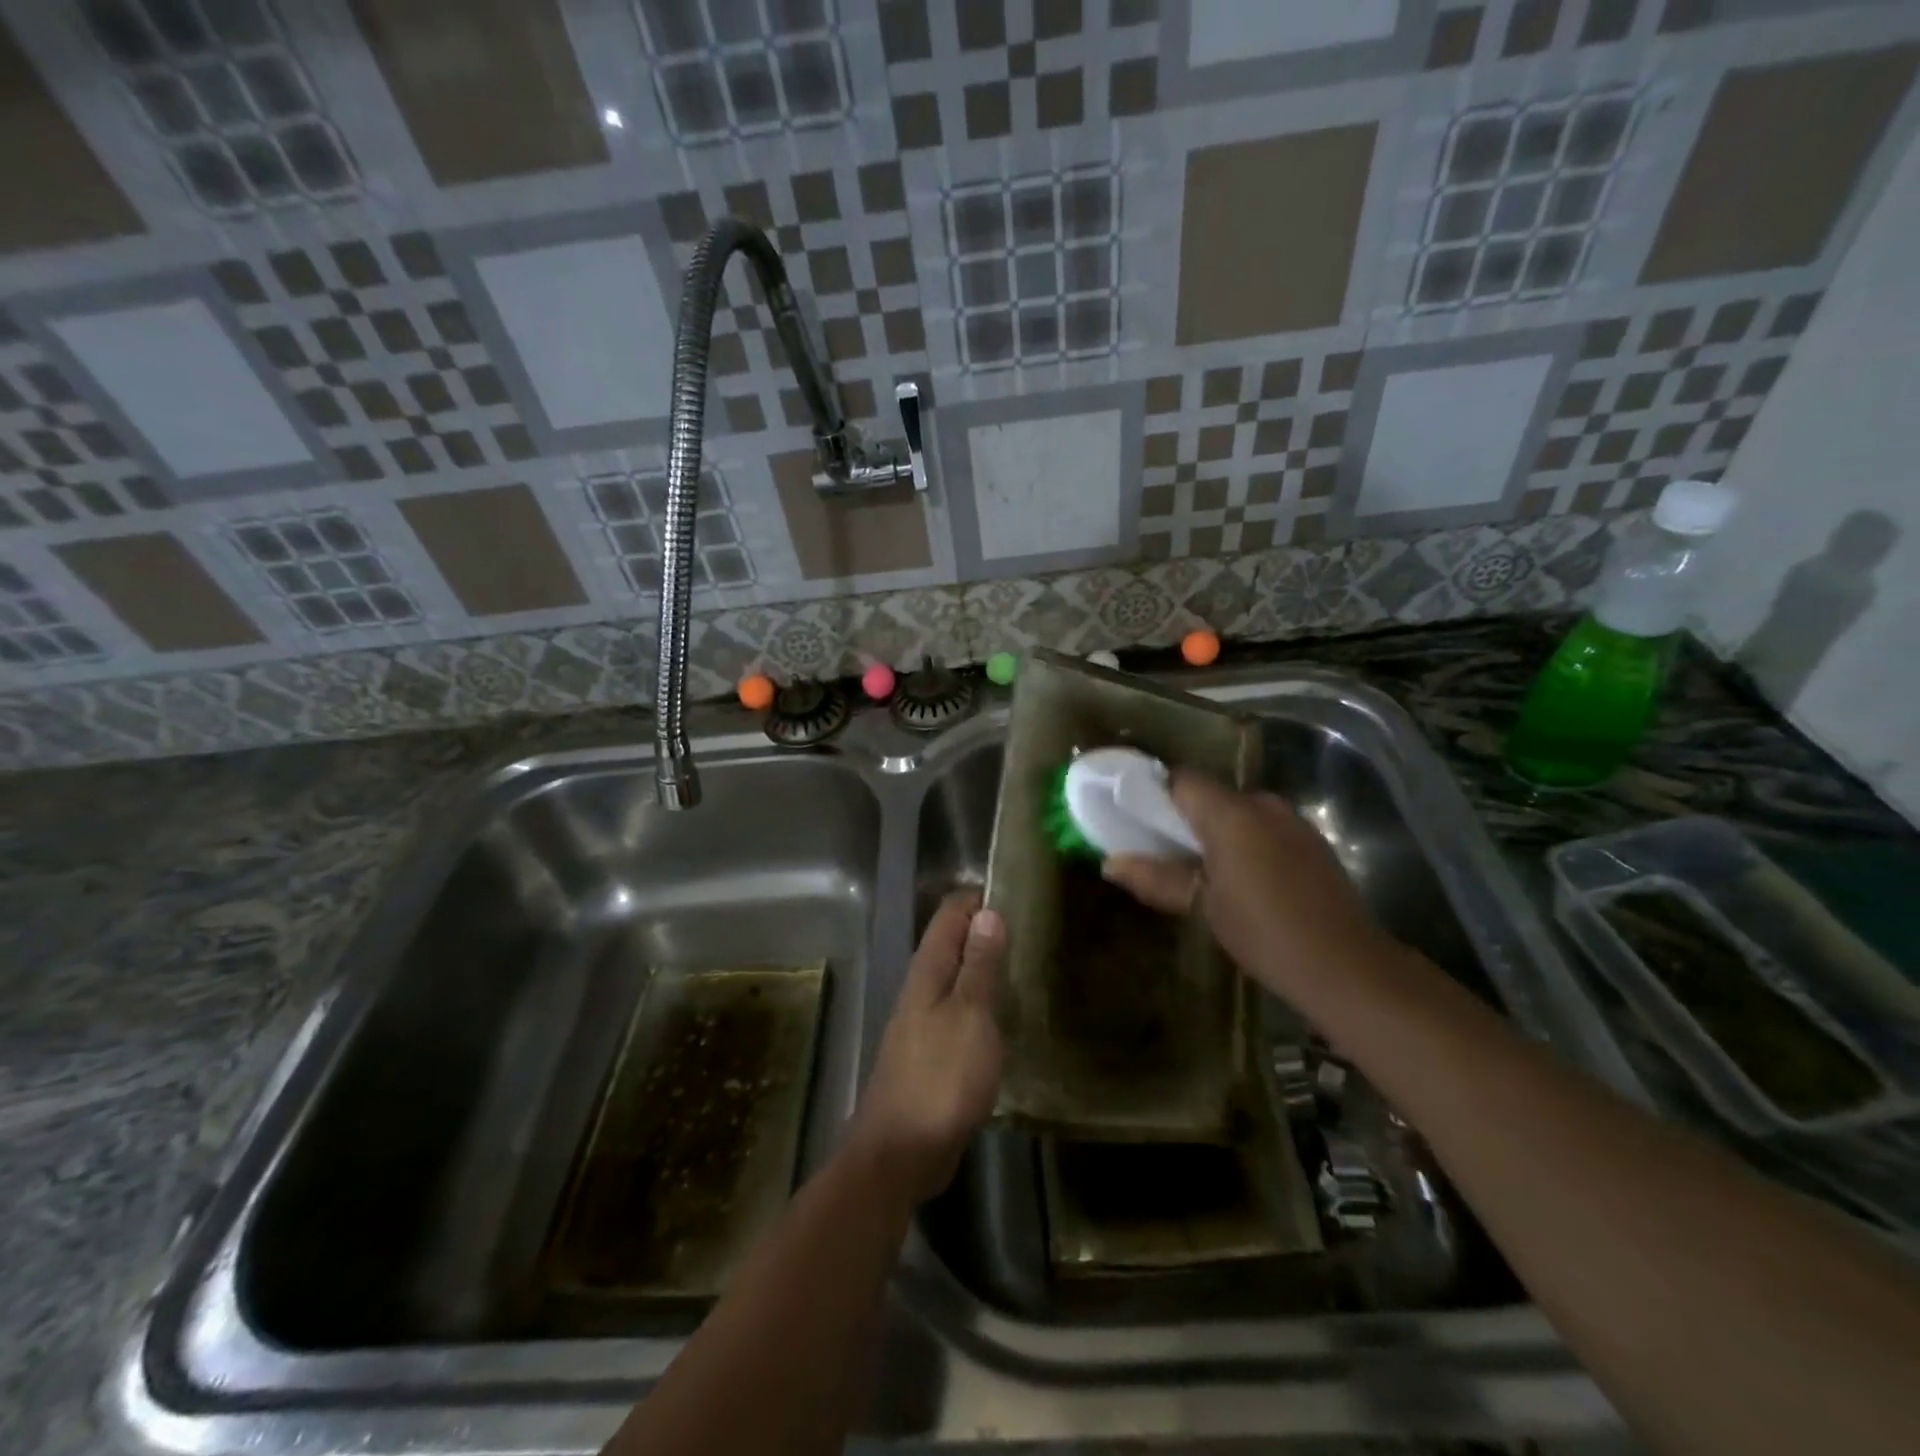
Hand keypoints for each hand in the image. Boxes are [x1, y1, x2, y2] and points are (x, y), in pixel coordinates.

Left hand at [846, 890, 1004, 1206]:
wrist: (901, 1152)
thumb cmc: (940, 1078)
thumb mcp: (970, 1016)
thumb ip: (979, 965)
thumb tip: (988, 912)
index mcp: (928, 970)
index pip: (950, 914)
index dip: (980, 898)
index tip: (1020, 896)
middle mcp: (922, 988)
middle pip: (953, 943)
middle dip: (987, 930)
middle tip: (1035, 930)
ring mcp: (924, 1022)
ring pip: (957, 978)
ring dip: (986, 968)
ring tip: (1029, 966)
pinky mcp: (933, 1053)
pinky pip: (960, 1012)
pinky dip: (983, 1004)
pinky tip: (1009, 1017)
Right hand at [1101, 773, 1389, 1001]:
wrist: (1345, 965)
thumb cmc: (1262, 931)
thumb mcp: (1201, 907)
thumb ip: (1155, 878)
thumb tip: (1109, 864)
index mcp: (1231, 813)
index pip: (1183, 779)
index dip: (1158, 794)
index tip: (1140, 820)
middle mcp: (1263, 804)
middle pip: (1212, 795)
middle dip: (1188, 819)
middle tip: (1167, 853)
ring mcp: (1293, 822)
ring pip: (1241, 813)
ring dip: (1219, 833)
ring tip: (1204, 872)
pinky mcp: (1313, 844)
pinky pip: (1266, 830)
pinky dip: (1248, 844)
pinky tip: (1246, 882)